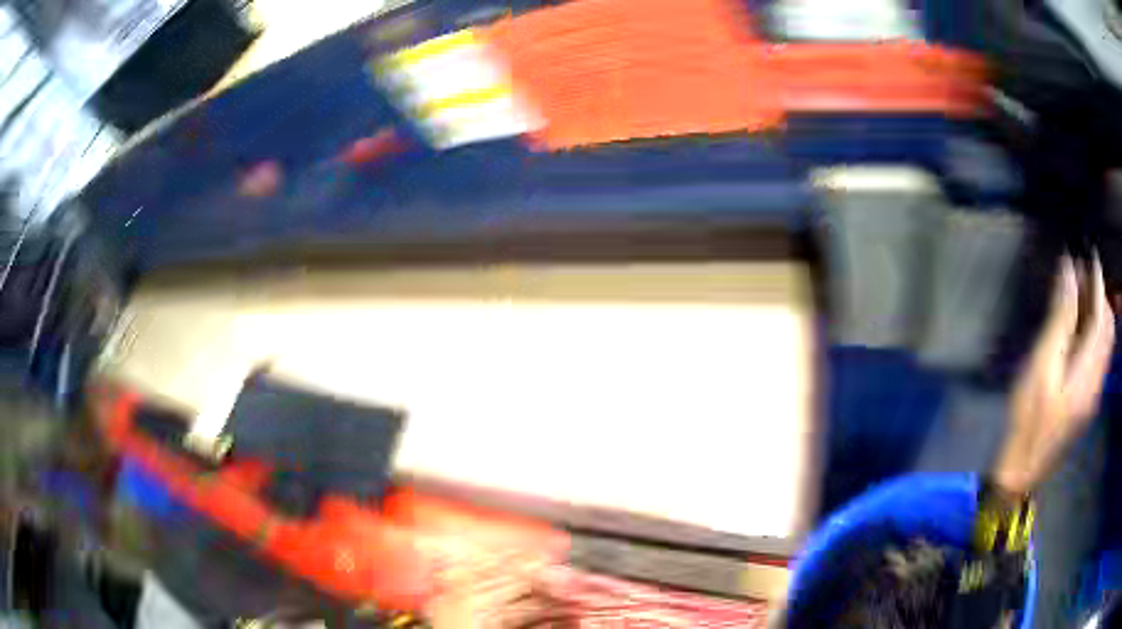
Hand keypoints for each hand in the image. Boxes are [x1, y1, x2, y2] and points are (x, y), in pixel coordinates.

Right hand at [992, 255, 1114, 495]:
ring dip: (1097, 313)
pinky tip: (1080, 327)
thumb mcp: (1043, 364)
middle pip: (1108, 329)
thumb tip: (1069, 271)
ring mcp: (1094, 393)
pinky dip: (1094, 333)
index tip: (1089, 254)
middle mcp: (1097, 381)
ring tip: (1081, 293)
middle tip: (1081, 273)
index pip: (1102, 317)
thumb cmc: (1029, 417)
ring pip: (1105, 343)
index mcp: (1089, 372)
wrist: (1023, 468)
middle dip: (1099, 296)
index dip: (1098, 283)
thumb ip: (1061, 317)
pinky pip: (1099, 357)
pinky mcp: (1088, 400)